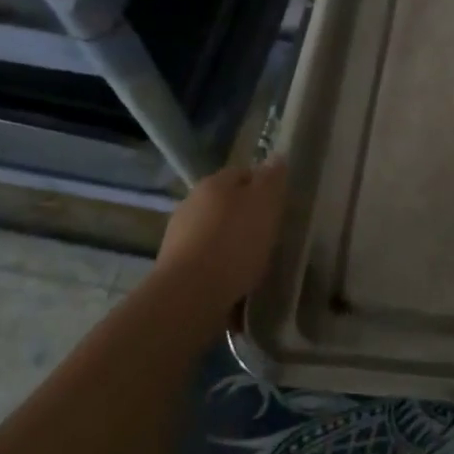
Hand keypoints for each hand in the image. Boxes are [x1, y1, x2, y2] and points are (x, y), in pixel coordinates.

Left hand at [153, 159, 287, 334]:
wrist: (189, 295)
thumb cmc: (234, 243)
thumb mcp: (265, 204)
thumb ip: (272, 179)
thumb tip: (276, 157)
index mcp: (214, 182)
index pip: (244, 173)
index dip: (264, 187)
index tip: (280, 207)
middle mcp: (191, 202)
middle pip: (228, 203)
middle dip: (247, 216)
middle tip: (269, 236)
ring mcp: (178, 235)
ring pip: (216, 231)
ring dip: (232, 243)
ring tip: (253, 264)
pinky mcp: (174, 266)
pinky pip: (206, 259)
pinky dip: (220, 267)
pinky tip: (234, 283)